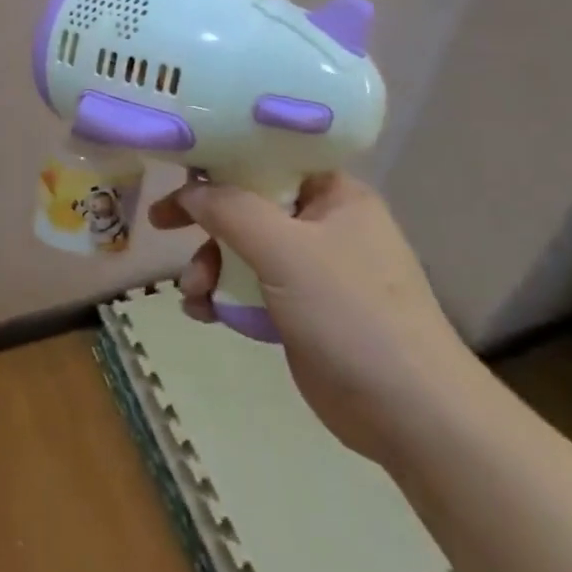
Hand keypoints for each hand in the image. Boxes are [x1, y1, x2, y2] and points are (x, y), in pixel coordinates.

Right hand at [149, 175, 480, 464]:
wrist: (409, 414)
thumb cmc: (351, 315)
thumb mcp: (285, 250)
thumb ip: (230, 210)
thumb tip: (189, 191)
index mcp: (334, 195)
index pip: (269, 157)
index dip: (221, 160)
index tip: (177, 170)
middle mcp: (324, 224)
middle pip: (248, 205)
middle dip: (205, 221)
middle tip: (161, 224)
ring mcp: (312, 270)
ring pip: (242, 249)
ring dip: (209, 266)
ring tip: (193, 294)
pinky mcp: (299, 311)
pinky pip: (248, 287)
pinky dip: (222, 296)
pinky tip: (203, 314)